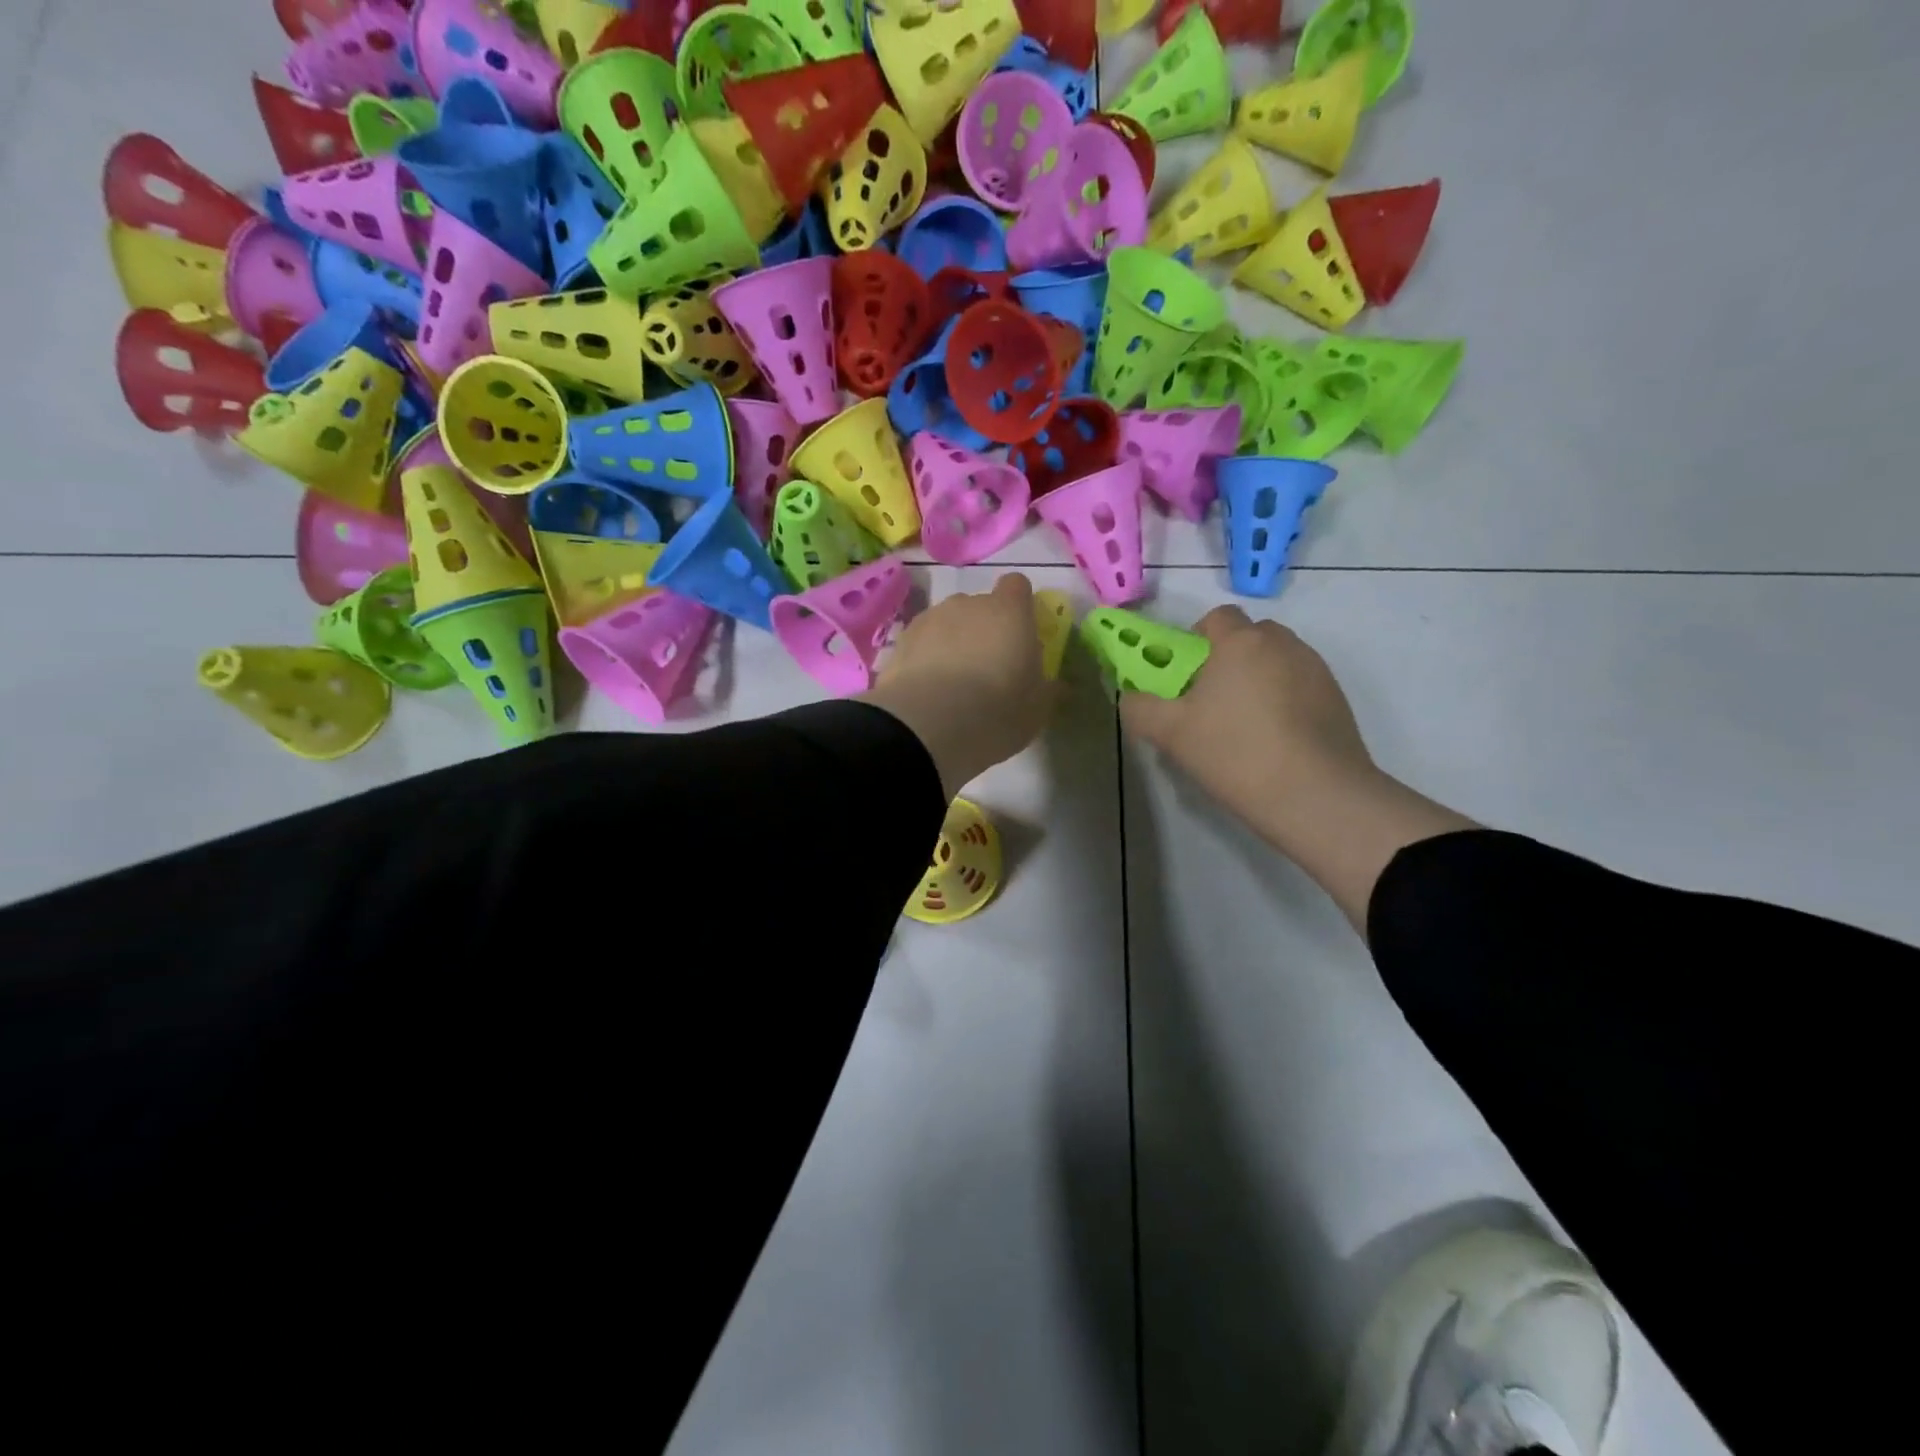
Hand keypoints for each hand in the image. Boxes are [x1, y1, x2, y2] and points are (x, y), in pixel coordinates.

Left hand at [862, 573, 1053, 798]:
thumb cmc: (998, 710)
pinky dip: (924, 660)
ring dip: (951, 643)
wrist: (929, 725)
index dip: (1020, 606)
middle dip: (983, 629)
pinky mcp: (898, 643)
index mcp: (1009, 611)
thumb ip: (1047, 689)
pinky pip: (920, 645)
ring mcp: (929, 620)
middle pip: (979, 606)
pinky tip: (926, 692)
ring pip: (946, 624)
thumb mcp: (1038, 709)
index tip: (1021, 634)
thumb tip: (1057, 685)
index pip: (1017, 586)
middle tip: (988, 669)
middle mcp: (967, 604)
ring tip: (951, 684)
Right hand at [1119, 606, 1474, 933]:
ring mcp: (1316, 669)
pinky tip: (1275, 743)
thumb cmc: (1235, 753)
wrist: (1317, 796)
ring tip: (1245, 728)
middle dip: (1228, 660)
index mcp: (1241, 642)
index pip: (1216, 617)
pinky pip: (1299, 686)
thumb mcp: (1169, 734)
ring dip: (1257, 680)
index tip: (1186, 677)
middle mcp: (1282, 644)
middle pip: (1248, 637)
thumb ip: (1139, 707)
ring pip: (1275, 662)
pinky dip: (1283, 702)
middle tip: (1211, 703)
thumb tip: (1131, 697)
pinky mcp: (1337, 698)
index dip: (1196, 640)